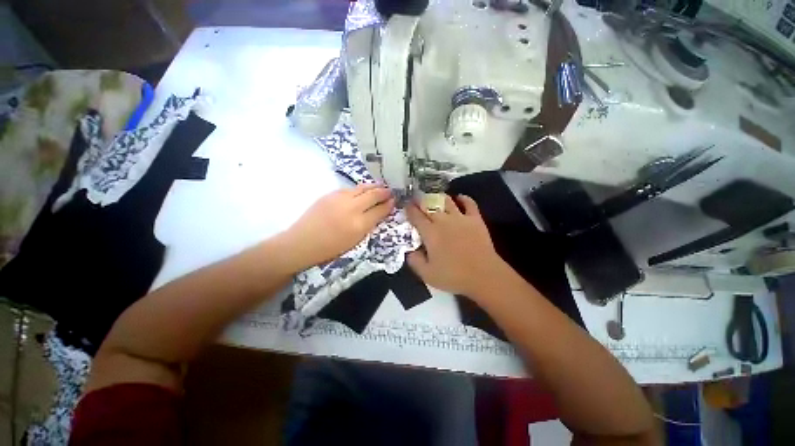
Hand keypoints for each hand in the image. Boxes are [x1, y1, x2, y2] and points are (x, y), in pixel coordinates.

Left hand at [282, 184, 393, 270]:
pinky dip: (360, 188)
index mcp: (359, 225)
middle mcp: (352, 208)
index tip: (394, 201)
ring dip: (373, 187)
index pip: (380, 210)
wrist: (302, 242)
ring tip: (380, 186)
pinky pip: (350, 189)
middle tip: (390, 191)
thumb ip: (368, 225)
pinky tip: (362, 190)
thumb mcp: (355, 241)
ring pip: (362, 188)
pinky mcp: (330, 194)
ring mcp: (340, 199)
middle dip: (384, 192)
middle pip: (373, 195)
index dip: (389, 205)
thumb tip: (379, 213)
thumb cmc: (330, 248)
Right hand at [406, 195, 506, 297]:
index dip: (409, 209)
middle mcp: (443, 220)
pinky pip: (469, 203)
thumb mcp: (427, 274)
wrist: (484, 276)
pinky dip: (463, 198)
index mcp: (430, 233)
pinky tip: (459, 198)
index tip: (405, 205)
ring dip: (438, 197)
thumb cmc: (453, 276)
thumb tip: (408, 249)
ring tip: (434, 198)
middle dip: (420, 200)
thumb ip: (414, 260)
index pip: (416, 215)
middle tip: (416, 199)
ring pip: (446, 200)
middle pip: (429, 204)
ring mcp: (460, 218)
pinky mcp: (475, 219)